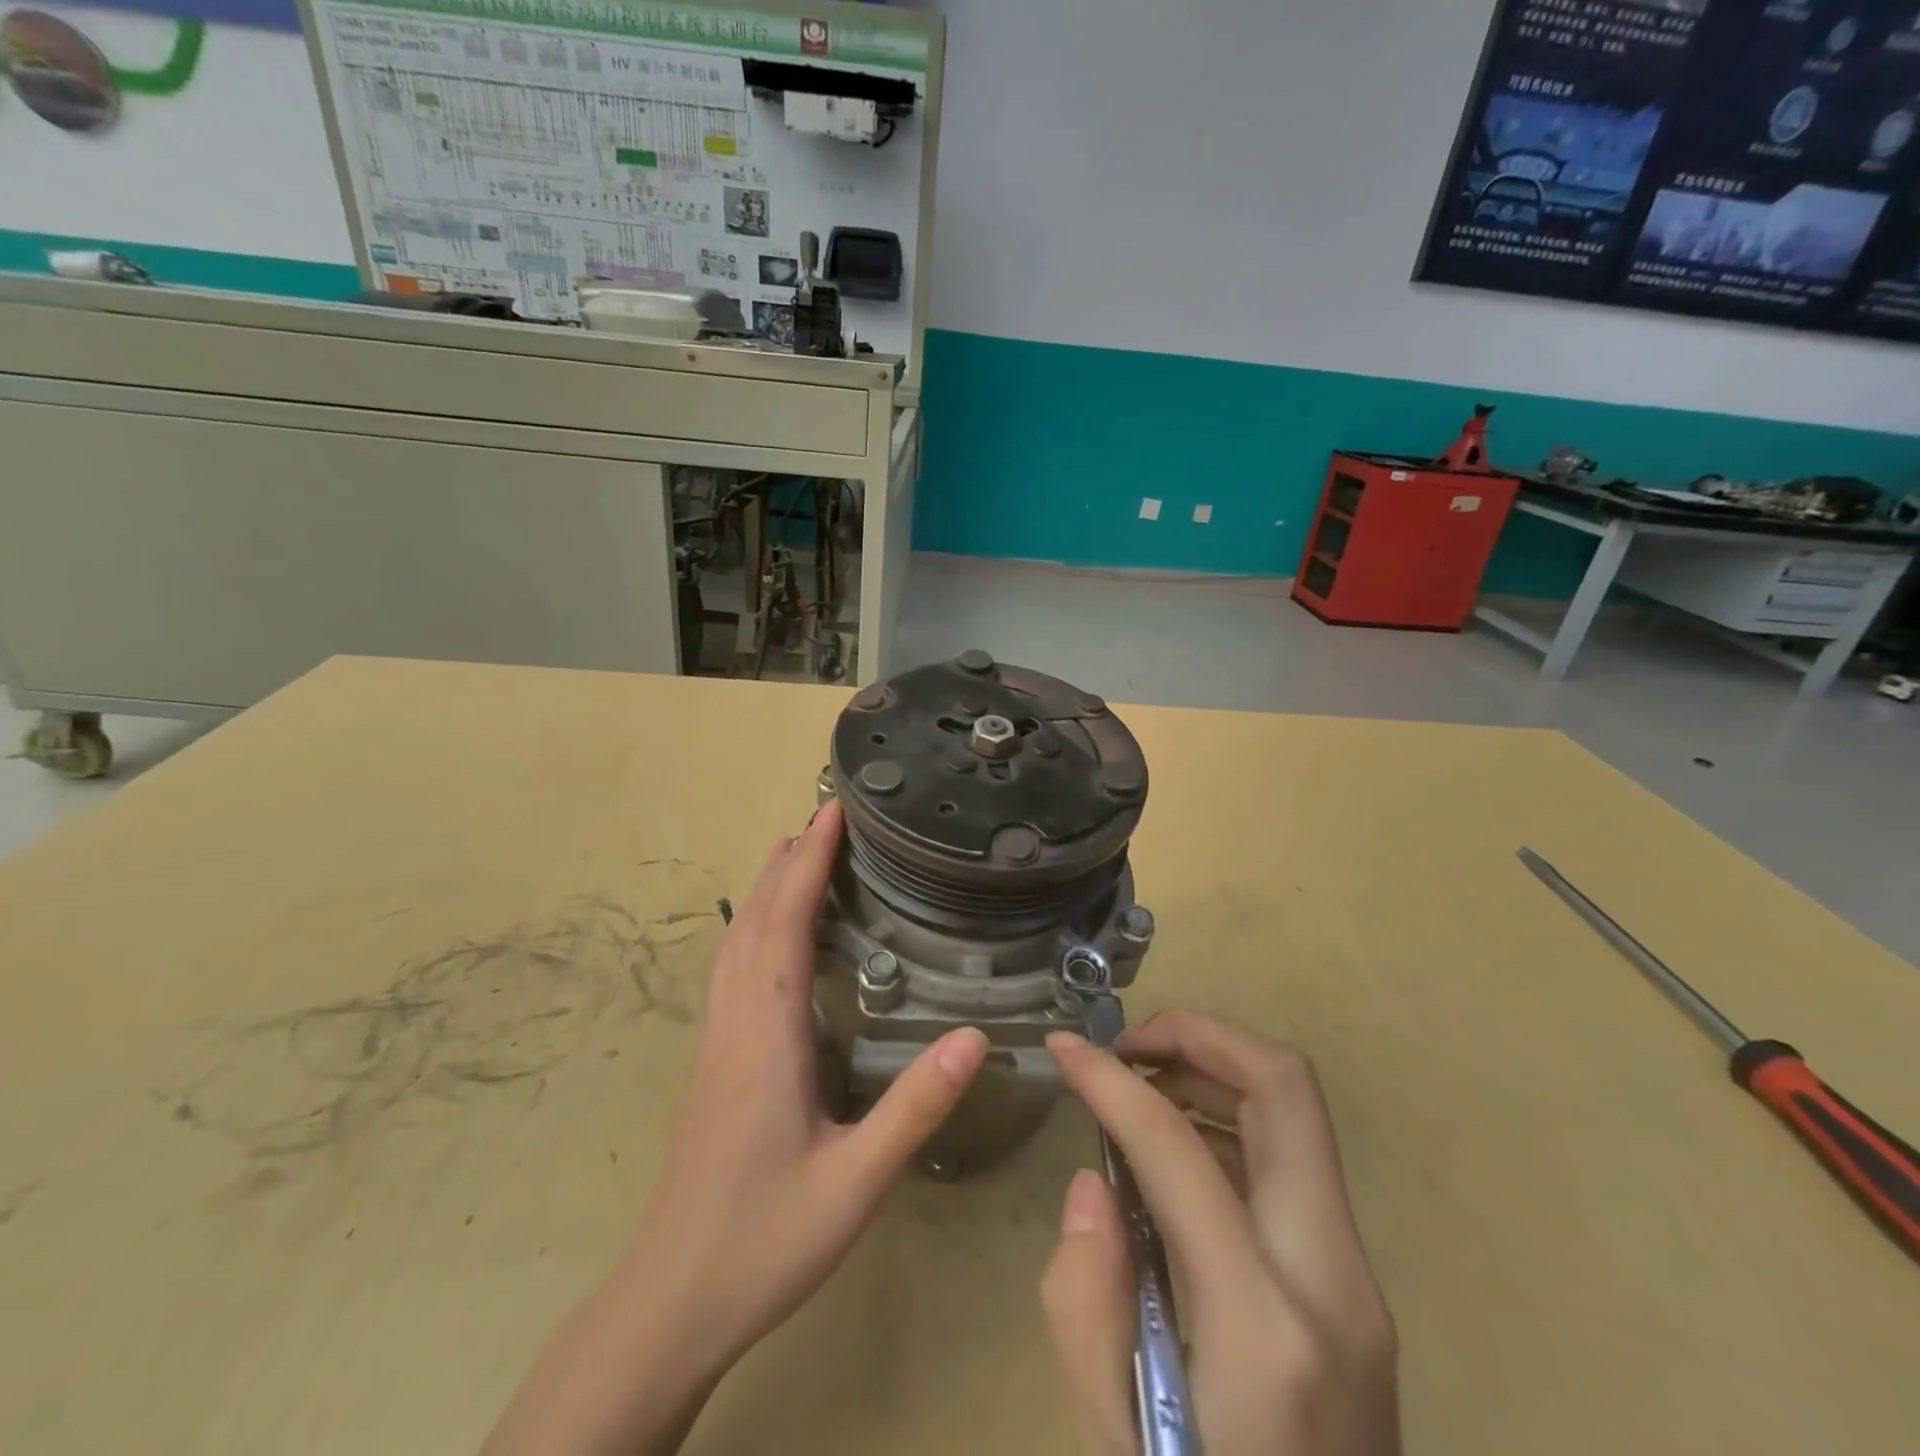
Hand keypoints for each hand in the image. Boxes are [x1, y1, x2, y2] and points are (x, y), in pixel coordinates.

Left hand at [483, 800, 991, 1455]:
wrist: (668, 1305)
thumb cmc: (763, 1242)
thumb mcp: (855, 1184)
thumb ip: (915, 1109)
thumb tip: (976, 1037)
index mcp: (766, 1036)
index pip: (784, 925)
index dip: (807, 863)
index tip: (831, 812)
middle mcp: (735, 1024)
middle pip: (752, 921)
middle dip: (786, 862)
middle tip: (822, 819)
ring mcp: (717, 1043)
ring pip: (734, 944)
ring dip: (763, 890)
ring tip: (794, 856)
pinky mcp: (714, 1064)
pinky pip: (732, 970)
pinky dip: (752, 928)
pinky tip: (769, 939)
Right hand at [1041, 1011, 1399, 1455]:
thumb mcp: (1113, 1444)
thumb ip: (1084, 1302)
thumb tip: (1094, 1184)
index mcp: (1263, 1328)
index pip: (1179, 1148)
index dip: (1111, 1080)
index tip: (1064, 1048)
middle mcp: (1333, 1282)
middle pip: (1286, 1089)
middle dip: (1198, 1035)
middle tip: (1125, 1044)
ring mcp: (1359, 1282)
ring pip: (1295, 1114)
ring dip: (1216, 1071)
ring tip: (1141, 1087)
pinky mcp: (1355, 1288)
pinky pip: (1290, 1161)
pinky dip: (1231, 1121)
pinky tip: (1175, 1152)